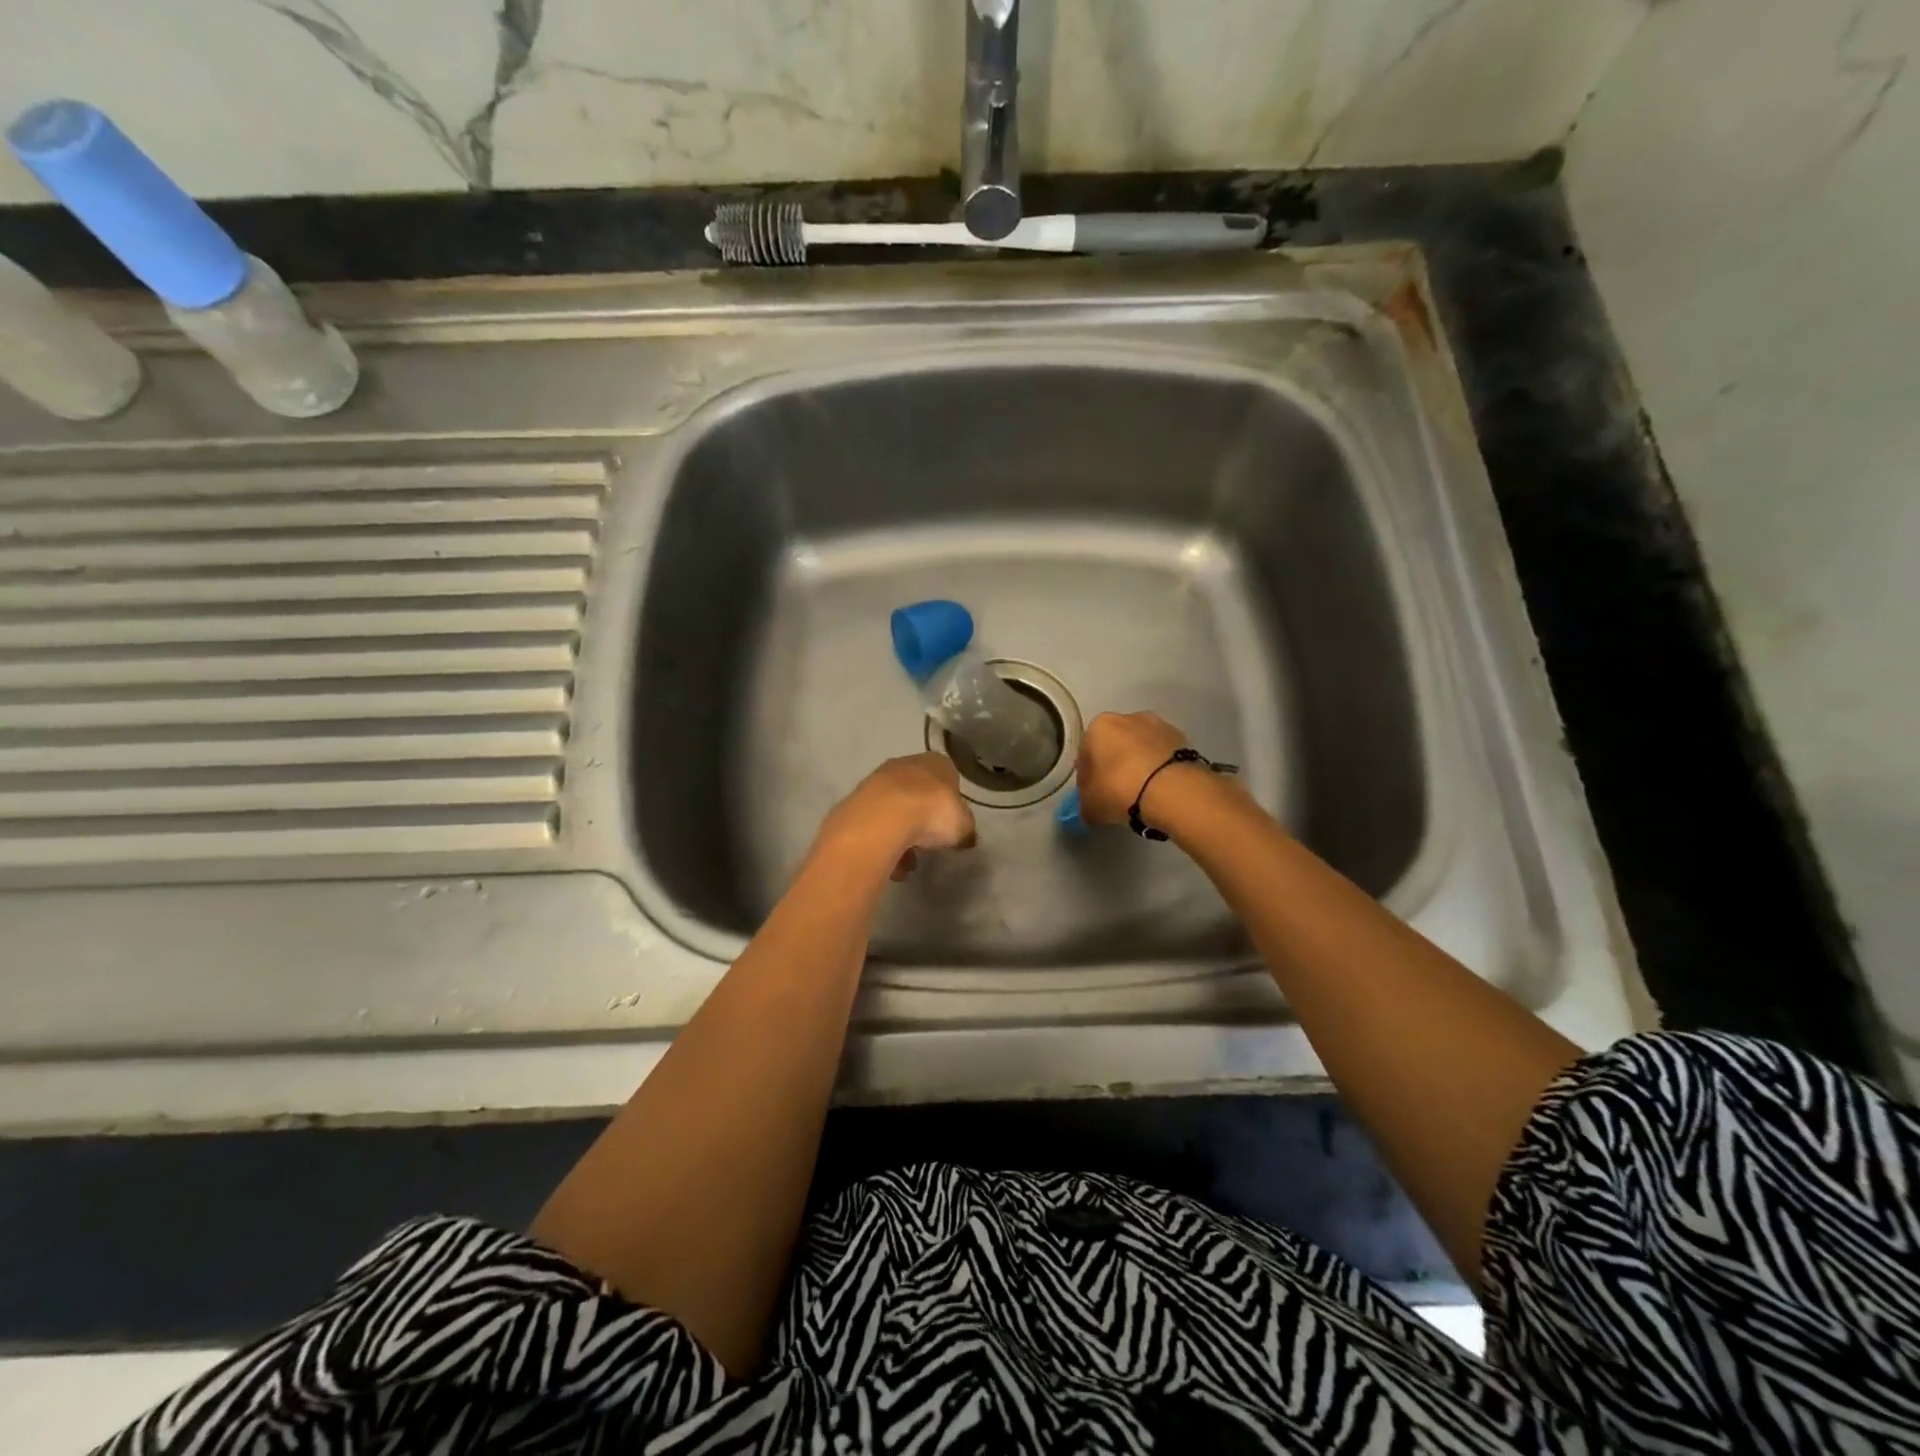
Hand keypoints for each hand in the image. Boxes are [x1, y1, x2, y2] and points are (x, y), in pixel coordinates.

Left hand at [819, 753, 976, 880]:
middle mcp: (905, 764)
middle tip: (928, 845)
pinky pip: (876, 826)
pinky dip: (883, 844)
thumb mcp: (963, 826)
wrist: (883, 818)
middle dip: (922, 821)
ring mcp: (877, 781)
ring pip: (895, 811)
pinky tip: (890, 866)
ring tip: (907, 865)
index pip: (948, 778)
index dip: (950, 804)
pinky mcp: (856, 801)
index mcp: (936, 762)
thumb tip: (965, 837)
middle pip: (918, 794)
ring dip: (902, 838)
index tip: (950, 827)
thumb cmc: (932, 813)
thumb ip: (965, 829)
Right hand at [1074, 711, 1191, 826]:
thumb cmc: (1120, 789)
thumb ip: (1086, 804)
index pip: (1085, 754)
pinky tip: (1160, 790)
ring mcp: (1158, 725)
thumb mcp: (1091, 806)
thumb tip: (1090, 809)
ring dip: (1138, 765)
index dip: (1086, 777)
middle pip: (1114, 746)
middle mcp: (1127, 718)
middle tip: (1116, 794)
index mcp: (1099, 727)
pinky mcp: (1182, 738)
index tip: (1092, 795)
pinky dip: (1159, 769)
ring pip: (1140, 748)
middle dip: (1113, 767)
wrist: (1173, 789)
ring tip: (1142, 793)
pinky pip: (1161, 756)